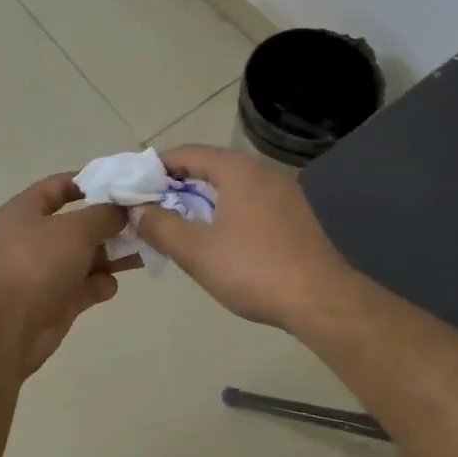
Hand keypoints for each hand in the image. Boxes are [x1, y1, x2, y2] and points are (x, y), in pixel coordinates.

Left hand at [0, 174, 139, 375]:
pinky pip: (85, 286)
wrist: (9, 327)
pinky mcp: (57, 300)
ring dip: (113, 254)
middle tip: (144, 220)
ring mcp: (45, 270)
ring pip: (86, 256)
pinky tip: (110, 285)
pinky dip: (100, 284)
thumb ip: (104, 215)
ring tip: (145, 250)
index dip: (89, 181)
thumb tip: (123, 210)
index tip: (122, 183)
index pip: (59, 186)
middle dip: (110, 223)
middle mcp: (34, 237)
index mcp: (26, 210)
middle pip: (78, 223)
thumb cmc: (38, 264)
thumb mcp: (75, 229)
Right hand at [133, 145, 357, 335]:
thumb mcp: (196, 251)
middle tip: (150, 209)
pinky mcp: (294, 216)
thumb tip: (137, 211)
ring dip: (201, 201)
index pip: (187, 153)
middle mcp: (262, 172)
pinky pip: (249, 202)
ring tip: (177, 225)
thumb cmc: (254, 270)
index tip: (134, 188)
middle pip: (209, 167)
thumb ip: (160, 226)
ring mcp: (283, 193)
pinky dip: (225, 212)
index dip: (156, 168)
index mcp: (238, 170)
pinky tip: (216, 239)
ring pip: (230, 187)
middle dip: (176, 186)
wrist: (323, 303)